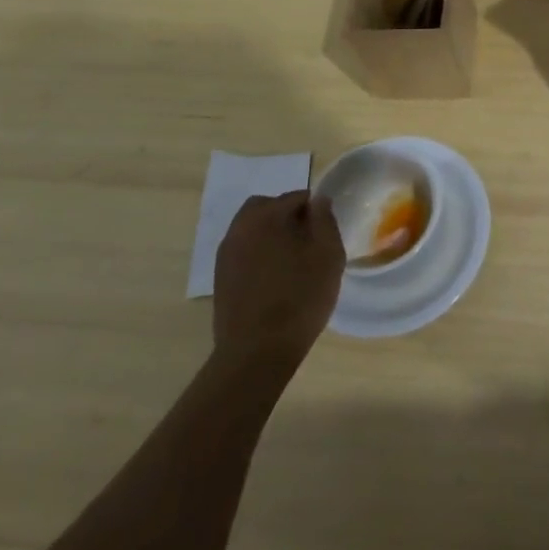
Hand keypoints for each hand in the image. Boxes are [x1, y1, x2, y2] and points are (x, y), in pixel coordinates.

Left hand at [212, 191, 343, 368]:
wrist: (256, 352)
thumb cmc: (300, 298)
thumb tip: (319, 200)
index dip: (315, 211)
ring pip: (252, 229)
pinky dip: (259, 255)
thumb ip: (325, 220)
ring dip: (271, 235)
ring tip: (292, 262)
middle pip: (266, 207)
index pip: (296, 197)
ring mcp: (225, 254)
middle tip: (307, 241)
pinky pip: (243, 252)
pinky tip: (274, 279)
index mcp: (266, 216)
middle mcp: (239, 228)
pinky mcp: (220, 278)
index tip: (325, 234)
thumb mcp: (328, 254)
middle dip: (287, 215)